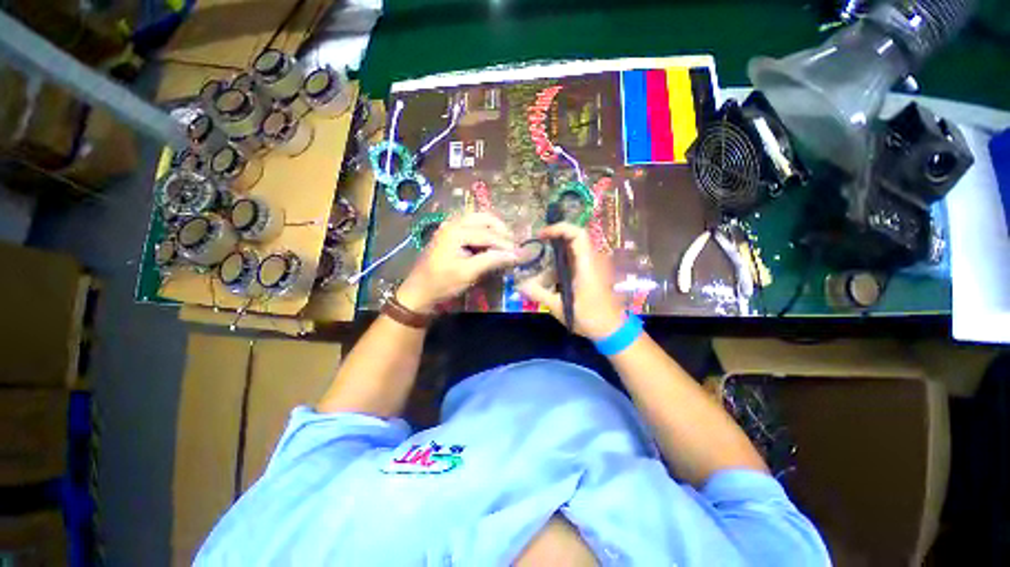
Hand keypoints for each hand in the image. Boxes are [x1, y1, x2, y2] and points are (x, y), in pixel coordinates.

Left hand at [397, 212, 519, 312]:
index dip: (505, 244)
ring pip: (477, 220)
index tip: (520, 253)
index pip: (487, 234)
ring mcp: (449, 227)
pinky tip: (489, 243)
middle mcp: (452, 223)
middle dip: (500, 229)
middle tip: (512, 244)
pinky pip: (470, 226)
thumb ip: (491, 260)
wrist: (419, 292)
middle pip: (483, 218)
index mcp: (456, 231)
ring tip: (503, 243)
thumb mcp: (468, 273)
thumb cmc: (442, 283)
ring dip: (492, 229)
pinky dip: (483, 231)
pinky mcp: (449, 234)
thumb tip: (515, 255)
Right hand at [518, 223, 624, 339]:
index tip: (542, 235)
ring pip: (572, 252)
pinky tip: (550, 282)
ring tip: (540, 273)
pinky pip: (575, 262)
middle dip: (554, 241)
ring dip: (556, 258)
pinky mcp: (592, 274)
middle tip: (537, 247)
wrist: (612, 330)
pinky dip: (561, 266)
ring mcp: (594, 267)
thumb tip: (519, 285)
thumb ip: (539, 294)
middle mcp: (592, 261)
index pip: (577, 234)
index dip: (559, 228)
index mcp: (587, 265)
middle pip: (574, 239)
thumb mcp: (560, 307)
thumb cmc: (589, 318)